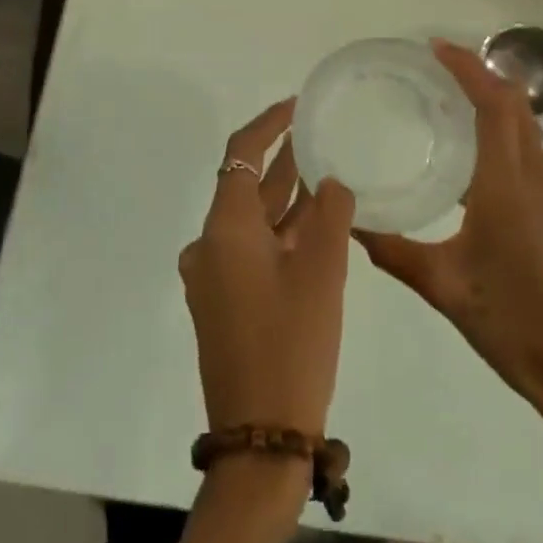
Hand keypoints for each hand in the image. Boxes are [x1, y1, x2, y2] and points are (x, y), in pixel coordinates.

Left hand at [179, 100, 357, 437]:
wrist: (262, 438)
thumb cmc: (292, 344)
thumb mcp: (321, 272)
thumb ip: (330, 214)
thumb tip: (331, 182)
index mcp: (224, 229)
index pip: (241, 154)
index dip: (268, 124)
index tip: (296, 104)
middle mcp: (210, 245)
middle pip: (245, 185)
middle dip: (282, 159)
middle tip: (318, 132)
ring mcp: (214, 277)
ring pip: (253, 220)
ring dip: (285, 197)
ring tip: (325, 169)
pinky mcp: (224, 302)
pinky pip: (253, 249)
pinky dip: (281, 231)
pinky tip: (317, 224)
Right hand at [355, 41, 542, 472]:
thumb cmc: (516, 328)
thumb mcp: (445, 290)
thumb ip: (395, 252)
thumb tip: (351, 224)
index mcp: (509, 188)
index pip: (494, 105)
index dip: (468, 68)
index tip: (436, 48)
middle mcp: (541, 181)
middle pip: (516, 108)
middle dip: (481, 77)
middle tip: (438, 70)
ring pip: (528, 135)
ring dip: (494, 111)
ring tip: (450, 115)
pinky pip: (534, 164)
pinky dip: (506, 146)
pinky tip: (478, 178)